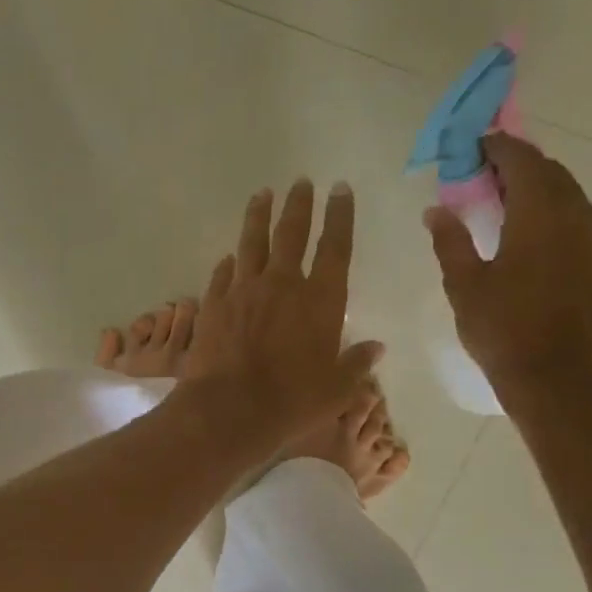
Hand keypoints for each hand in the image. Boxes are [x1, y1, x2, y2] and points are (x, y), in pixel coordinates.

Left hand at [182, 178, 383, 453]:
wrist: (230, 410)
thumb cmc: (292, 401)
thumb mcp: (336, 389)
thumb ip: (356, 364)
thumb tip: (376, 348)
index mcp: (321, 300)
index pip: (335, 247)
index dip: (340, 215)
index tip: (340, 189)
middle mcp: (283, 284)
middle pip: (292, 233)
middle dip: (299, 204)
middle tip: (300, 182)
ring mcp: (244, 290)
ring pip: (252, 242)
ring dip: (258, 216)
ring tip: (262, 195)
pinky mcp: (214, 304)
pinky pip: (223, 274)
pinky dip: (229, 262)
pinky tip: (229, 256)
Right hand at [424, 134, 591, 417]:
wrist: (551, 374)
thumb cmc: (502, 328)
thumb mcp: (464, 284)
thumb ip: (450, 240)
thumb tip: (435, 209)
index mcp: (539, 212)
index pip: (519, 159)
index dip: (494, 147)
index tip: (468, 147)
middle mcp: (572, 211)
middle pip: (545, 168)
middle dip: (512, 162)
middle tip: (475, 172)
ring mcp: (588, 232)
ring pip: (561, 187)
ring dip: (530, 182)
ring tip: (494, 195)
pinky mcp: (591, 253)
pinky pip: (569, 209)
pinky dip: (545, 203)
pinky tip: (520, 222)